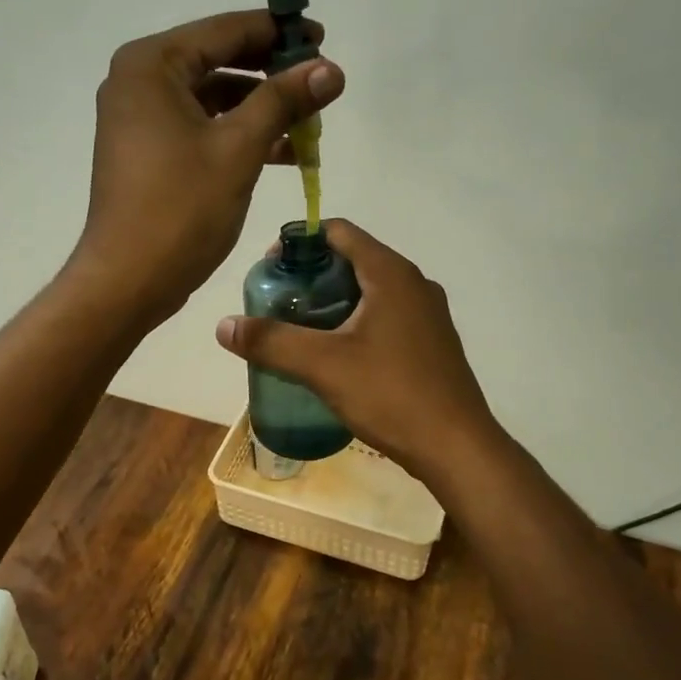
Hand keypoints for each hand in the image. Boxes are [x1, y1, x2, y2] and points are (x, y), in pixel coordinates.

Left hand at [70, 11, 344, 325]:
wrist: (128, 280)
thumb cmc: (180, 209)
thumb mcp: (239, 149)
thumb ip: (284, 100)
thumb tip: (331, 68)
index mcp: (152, 65)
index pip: (225, 31)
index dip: (278, 33)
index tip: (323, 39)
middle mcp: (139, 82)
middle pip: (218, 61)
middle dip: (272, 74)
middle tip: (321, 83)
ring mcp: (139, 118)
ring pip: (212, 98)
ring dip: (260, 109)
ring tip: (310, 124)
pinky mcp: (147, 151)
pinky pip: (200, 127)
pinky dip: (237, 135)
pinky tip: (282, 152)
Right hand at [213, 220, 502, 483]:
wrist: (456, 447)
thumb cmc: (391, 394)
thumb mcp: (323, 366)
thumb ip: (271, 341)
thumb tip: (223, 325)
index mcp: (391, 274)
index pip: (340, 232)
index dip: (300, 241)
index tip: (270, 269)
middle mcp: (414, 284)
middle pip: (353, 260)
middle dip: (312, 276)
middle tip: (279, 304)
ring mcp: (427, 314)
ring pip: (370, 292)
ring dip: (332, 302)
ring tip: (299, 330)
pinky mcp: (431, 343)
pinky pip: (385, 317)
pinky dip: (355, 323)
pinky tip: (336, 356)